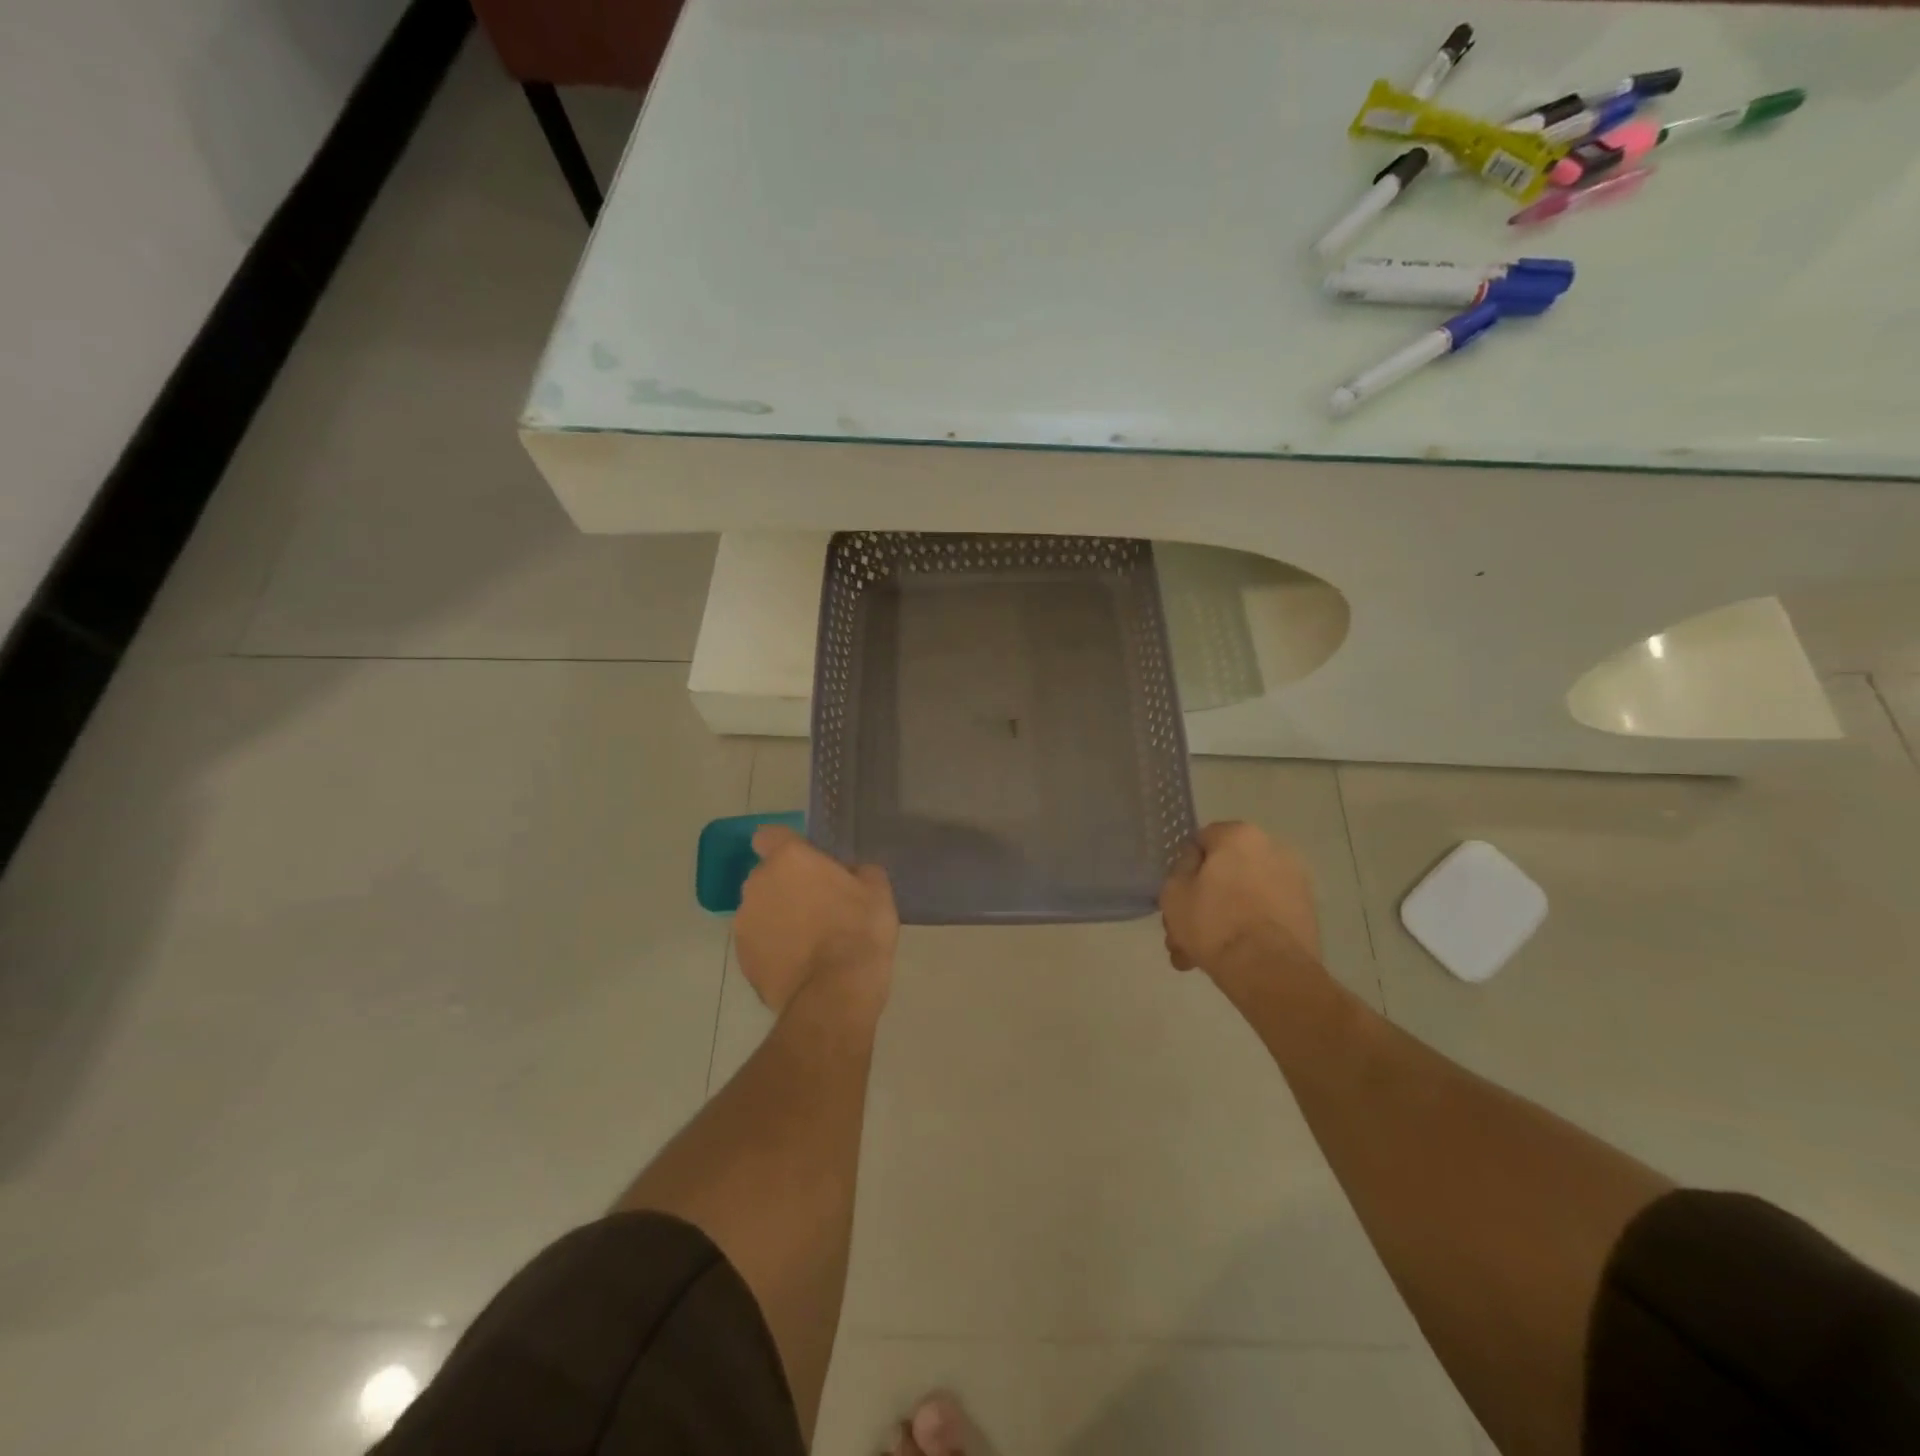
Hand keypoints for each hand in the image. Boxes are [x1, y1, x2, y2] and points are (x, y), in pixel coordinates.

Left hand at [736, 825, 898, 1016]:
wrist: (835, 991)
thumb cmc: (859, 929)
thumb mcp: (877, 890)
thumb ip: (858, 871)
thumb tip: (851, 873)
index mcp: (789, 858)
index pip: (769, 836)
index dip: (785, 847)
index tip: (806, 863)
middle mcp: (758, 883)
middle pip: (767, 876)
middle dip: (786, 886)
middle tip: (818, 905)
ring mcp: (745, 922)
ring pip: (760, 910)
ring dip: (778, 917)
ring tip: (809, 941)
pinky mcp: (742, 958)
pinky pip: (758, 942)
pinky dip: (773, 948)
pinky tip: (800, 964)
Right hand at [1160, 821, 1321, 978]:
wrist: (1269, 970)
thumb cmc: (1214, 922)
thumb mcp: (1173, 892)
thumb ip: (1180, 871)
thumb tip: (1196, 868)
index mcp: (1240, 835)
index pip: (1202, 841)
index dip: (1185, 870)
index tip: (1178, 896)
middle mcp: (1273, 849)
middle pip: (1225, 873)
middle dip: (1202, 904)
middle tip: (1184, 935)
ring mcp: (1295, 883)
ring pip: (1243, 898)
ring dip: (1222, 921)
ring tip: (1200, 957)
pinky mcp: (1307, 914)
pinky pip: (1265, 915)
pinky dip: (1248, 930)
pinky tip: (1228, 960)